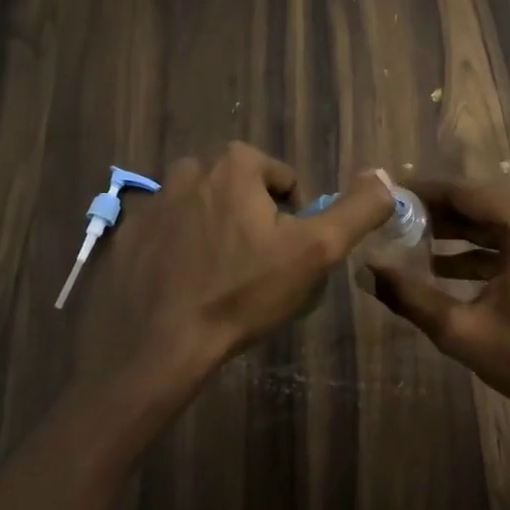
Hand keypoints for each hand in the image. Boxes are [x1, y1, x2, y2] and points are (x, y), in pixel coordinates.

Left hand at [76, 143, 394, 401]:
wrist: (158, 345)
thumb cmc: (242, 292)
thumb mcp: (315, 252)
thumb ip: (356, 210)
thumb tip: (384, 175)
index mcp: (235, 164)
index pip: (283, 180)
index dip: (294, 218)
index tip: (285, 256)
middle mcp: (189, 169)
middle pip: (241, 190)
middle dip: (252, 220)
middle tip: (255, 268)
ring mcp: (151, 201)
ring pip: (202, 208)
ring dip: (214, 231)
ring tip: (219, 278)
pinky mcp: (125, 233)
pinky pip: (165, 231)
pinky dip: (178, 249)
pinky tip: (183, 285)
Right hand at [362, 179, 509, 462]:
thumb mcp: (462, 330)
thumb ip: (410, 296)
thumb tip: (367, 269)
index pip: (461, 191)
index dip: (421, 192)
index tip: (386, 196)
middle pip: (477, 202)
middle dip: (434, 212)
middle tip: (391, 220)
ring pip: (492, 221)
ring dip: (454, 231)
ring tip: (408, 242)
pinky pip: (509, 239)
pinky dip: (477, 249)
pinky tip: (442, 268)